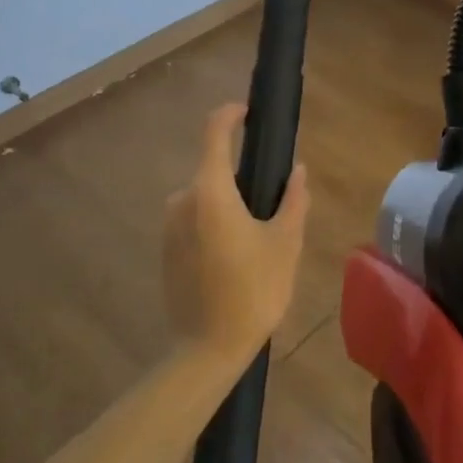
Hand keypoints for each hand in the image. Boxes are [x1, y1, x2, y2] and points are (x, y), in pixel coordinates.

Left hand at [162, 103, 308, 367]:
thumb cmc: (253, 290)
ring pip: (204, 196)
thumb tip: (298, 170)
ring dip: (228, 203)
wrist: (207, 350)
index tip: (249, 112)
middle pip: (213, 169)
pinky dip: (214, 223)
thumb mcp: (286, 242)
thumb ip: (293, 199)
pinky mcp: (164, 249)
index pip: (214, 132)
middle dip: (240, 176)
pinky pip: (193, 219)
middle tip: (271, 201)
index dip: (230, 114)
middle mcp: (182, 200)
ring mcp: (169, 226)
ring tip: (257, 235)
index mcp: (211, 191)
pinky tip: (235, 255)